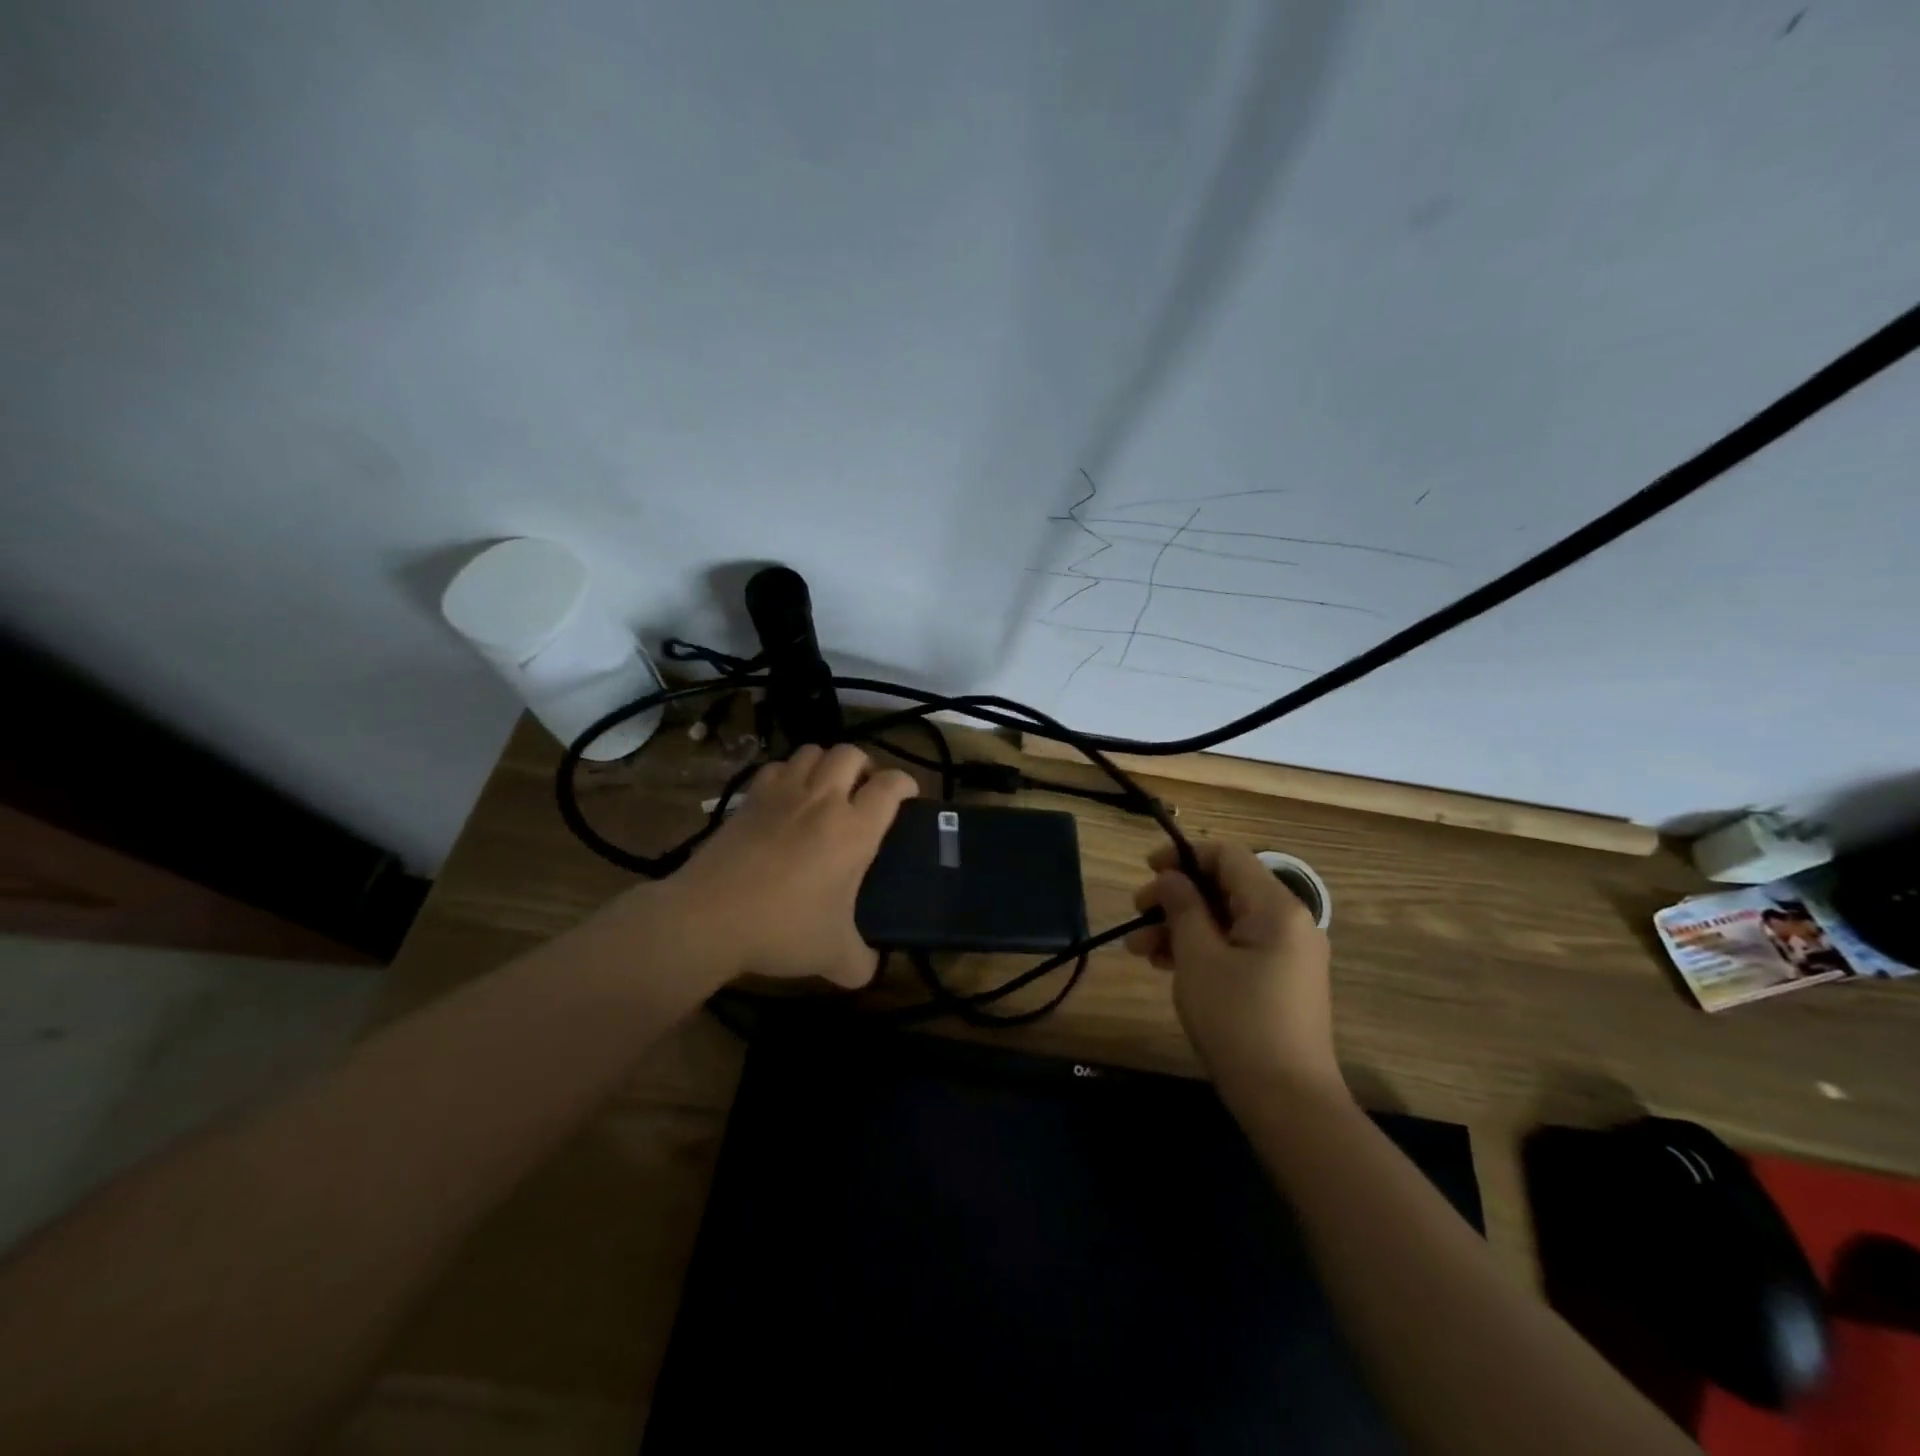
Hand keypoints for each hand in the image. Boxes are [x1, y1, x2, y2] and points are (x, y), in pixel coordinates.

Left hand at [669, 743, 915, 986]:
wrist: (710, 917)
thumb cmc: (783, 929)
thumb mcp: (834, 956)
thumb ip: (860, 962)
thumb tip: (867, 970)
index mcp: (855, 829)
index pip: (892, 786)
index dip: (906, 784)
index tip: (907, 796)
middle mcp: (823, 800)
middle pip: (851, 753)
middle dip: (864, 765)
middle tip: (862, 791)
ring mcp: (783, 794)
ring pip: (812, 751)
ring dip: (825, 763)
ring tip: (825, 788)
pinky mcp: (749, 797)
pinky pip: (776, 766)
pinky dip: (788, 773)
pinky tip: (785, 797)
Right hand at [1124, 841, 1341, 1103]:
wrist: (1287, 1102)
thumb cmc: (1238, 1021)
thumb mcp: (1198, 958)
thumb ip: (1182, 907)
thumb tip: (1171, 877)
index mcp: (1276, 908)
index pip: (1228, 856)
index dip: (1184, 856)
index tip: (1147, 871)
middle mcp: (1290, 922)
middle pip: (1225, 888)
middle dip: (1176, 897)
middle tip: (1136, 915)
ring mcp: (1288, 954)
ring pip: (1227, 920)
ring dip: (1182, 926)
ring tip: (1139, 950)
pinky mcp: (1282, 981)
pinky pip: (1238, 947)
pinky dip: (1203, 948)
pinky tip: (1166, 965)